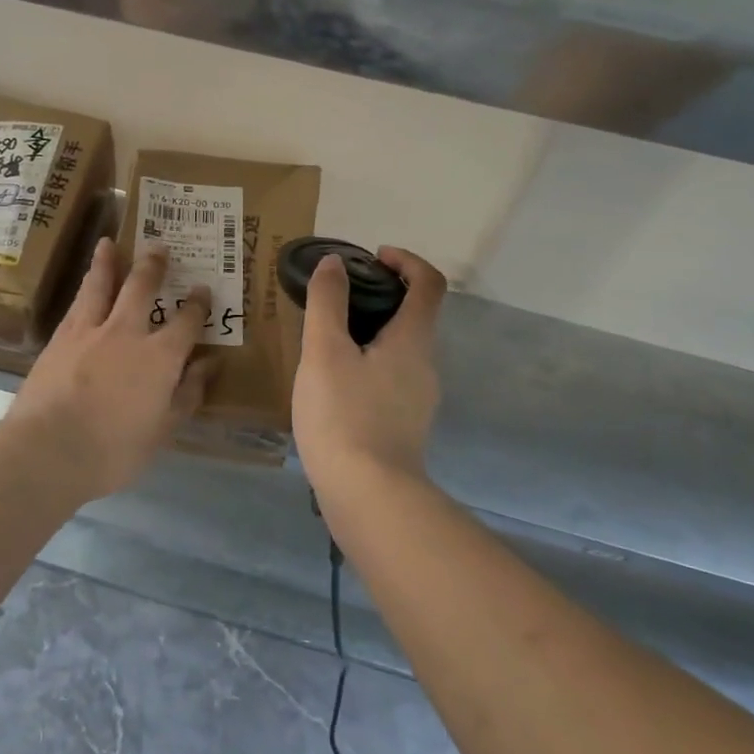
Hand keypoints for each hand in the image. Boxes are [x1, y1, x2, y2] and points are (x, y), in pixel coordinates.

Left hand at [4, 238, 211, 500]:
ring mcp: (88, 331)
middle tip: (159, 247)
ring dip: (108, 262)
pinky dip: (84, 287)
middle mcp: (126, 333)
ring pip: (101, 285)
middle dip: (153, 266)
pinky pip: (76, 303)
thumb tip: (209, 364)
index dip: (197, 304)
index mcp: (160, 357)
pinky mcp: (59, 338)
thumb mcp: (163, 429)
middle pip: (142, 288)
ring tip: (108, 243)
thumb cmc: (114, 450)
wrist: (48, 450)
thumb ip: (187, 393)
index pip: (186, 322)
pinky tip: (84, 284)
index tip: (202, 290)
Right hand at [292, 246, 445, 493]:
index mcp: (413, 340)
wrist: (368, 495)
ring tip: (328, 340)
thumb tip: (334, 263)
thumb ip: (328, 303)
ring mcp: (418, 400)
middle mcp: (426, 366)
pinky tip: (334, 383)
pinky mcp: (404, 426)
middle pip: (415, 317)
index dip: (406, 261)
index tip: (373, 257)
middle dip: (382, 297)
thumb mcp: (325, 352)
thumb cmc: (344, 415)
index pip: (428, 283)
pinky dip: (368, 365)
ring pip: (401, 351)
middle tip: (338, 299)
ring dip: (372, 333)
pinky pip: (390, 379)